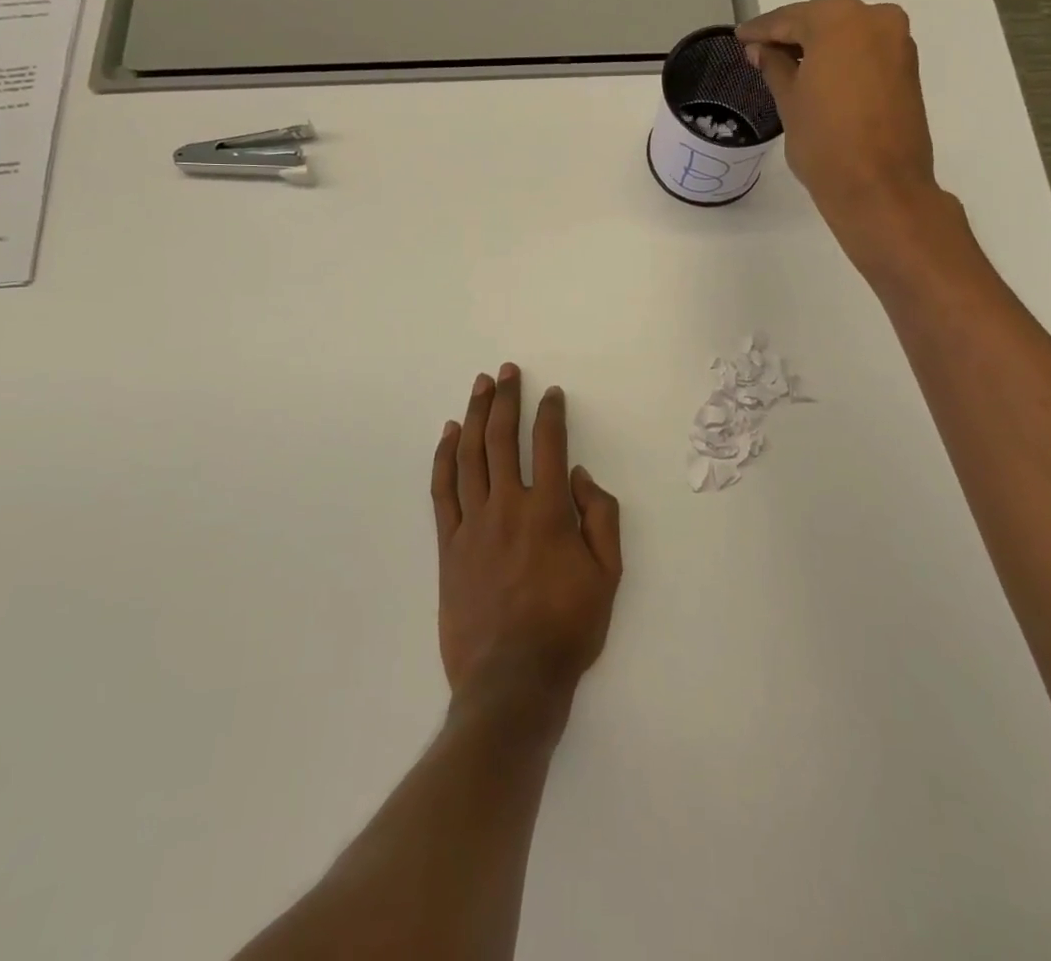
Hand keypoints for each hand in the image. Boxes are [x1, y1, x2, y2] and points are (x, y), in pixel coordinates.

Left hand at [430, 365, 621, 735]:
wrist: (512, 680)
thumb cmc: (568, 628)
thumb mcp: (608, 576)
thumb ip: (601, 518)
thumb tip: (581, 476)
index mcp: (549, 511)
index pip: (549, 444)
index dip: (550, 413)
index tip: (551, 393)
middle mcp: (508, 506)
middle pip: (503, 438)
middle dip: (507, 399)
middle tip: (507, 371)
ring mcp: (473, 524)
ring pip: (471, 456)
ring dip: (476, 416)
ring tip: (480, 387)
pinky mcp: (448, 545)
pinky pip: (443, 490)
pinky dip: (444, 457)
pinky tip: (449, 434)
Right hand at [737, 0, 944, 259]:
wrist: (879, 187)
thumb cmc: (824, 141)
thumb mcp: (789, 101)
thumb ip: (774, 66)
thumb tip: (761, 49)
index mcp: (839, 20)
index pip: (789, 19)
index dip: (761, 30)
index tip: (740, 36)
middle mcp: (875, 19)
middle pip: (822, 20)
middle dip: (791, 34)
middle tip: (760, 50)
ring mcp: (897, 43)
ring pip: (846, 35)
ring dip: (818, 46)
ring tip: (785, 64)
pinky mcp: (908, 68)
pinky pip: (865, 51)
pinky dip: (841, 59)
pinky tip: (818, 75)